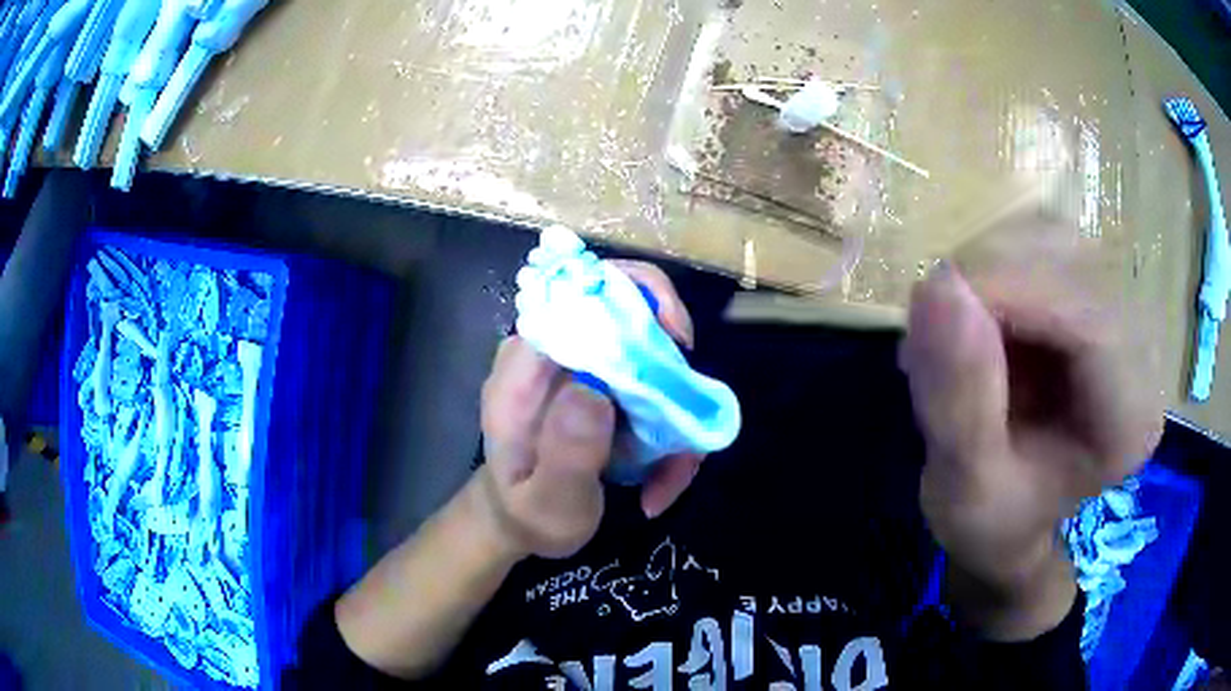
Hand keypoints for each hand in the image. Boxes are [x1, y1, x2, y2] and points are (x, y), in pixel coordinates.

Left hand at [475, 261, 701, 560]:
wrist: (517, 517)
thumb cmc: (526, 512)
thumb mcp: (546, 503)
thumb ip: (566, 453)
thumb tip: (594, 391)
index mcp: (526, 366)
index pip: (581, 293)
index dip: (639, 299)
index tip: (678, 346)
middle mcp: (554, 350)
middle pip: (632, 316)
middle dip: (674, 372)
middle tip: (686, 433)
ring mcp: (581, 364)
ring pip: (653, 357)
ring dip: (677, 414)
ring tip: (669, 474)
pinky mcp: (603, 382)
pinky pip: (653, 384)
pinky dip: (670, 428)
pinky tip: (659, 479)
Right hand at [900, 224, 1164, 636]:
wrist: (1011, 518)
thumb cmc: (993, 523)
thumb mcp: (964, 491)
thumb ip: (958, 404)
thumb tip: (938, 286)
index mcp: (1130, 421)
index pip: (1094, 322)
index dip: (1015, 290)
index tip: (935, 300)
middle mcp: (1141, 352)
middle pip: (1075, 262)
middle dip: (993, 274)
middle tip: (932, 327)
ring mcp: (1119, 311)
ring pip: (1054, 237)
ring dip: (988, 264)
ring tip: (950, 327)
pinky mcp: (1094, 289)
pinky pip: (1041, 239)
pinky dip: (993, 261)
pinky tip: (973, 313)